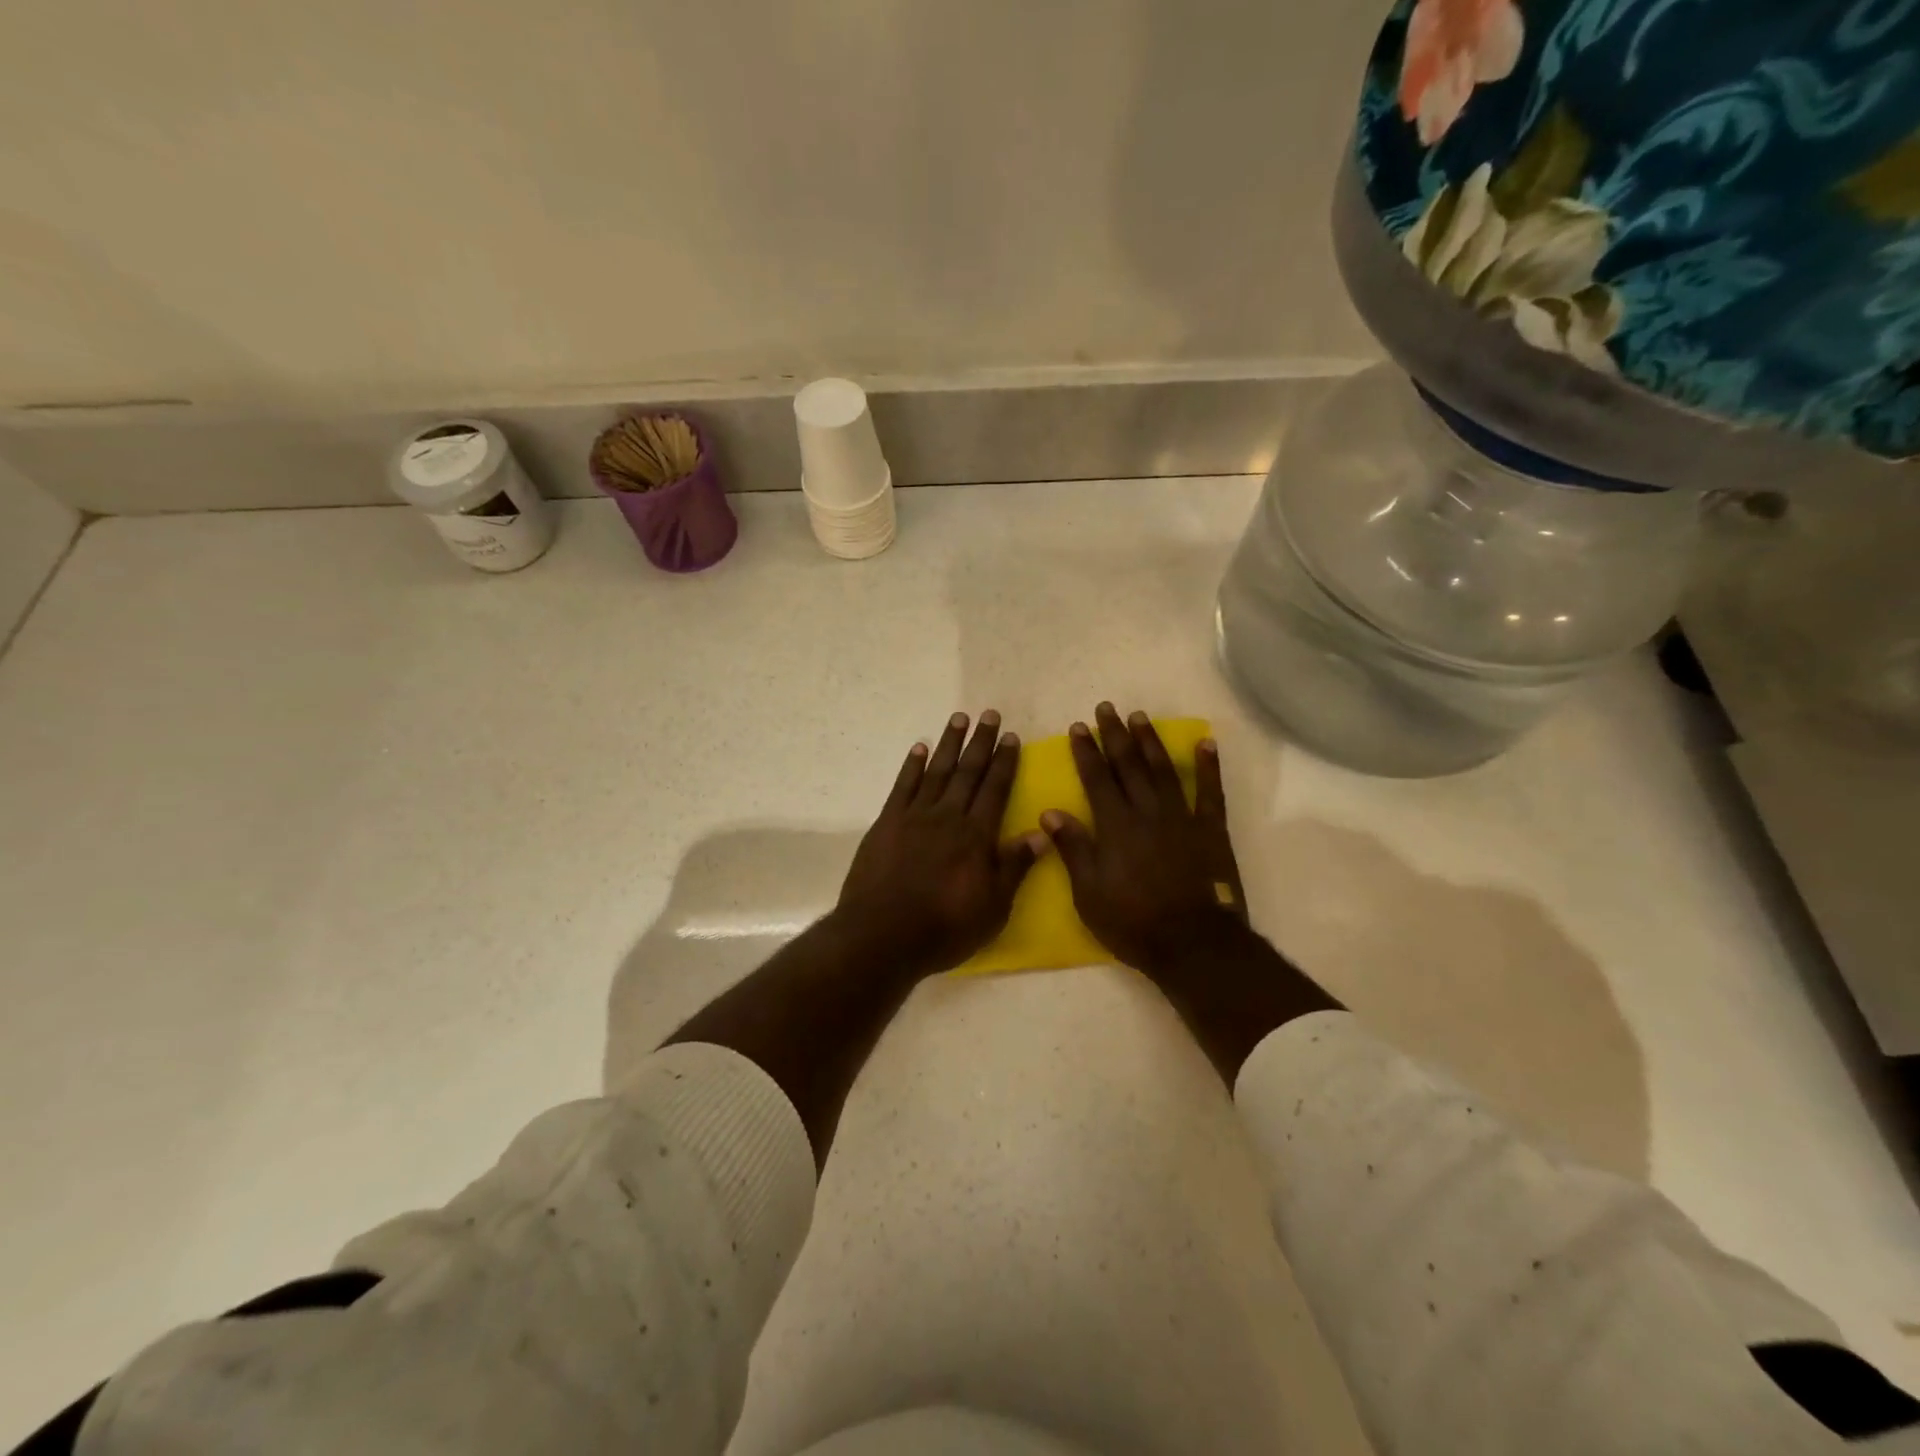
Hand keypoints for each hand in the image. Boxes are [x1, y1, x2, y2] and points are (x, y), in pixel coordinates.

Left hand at [833, 710, 1045, 977]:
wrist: (882, 935)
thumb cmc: (944, 927)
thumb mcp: (993, 907)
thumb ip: (1014, 866)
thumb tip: (1041, 831)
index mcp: (976, 835)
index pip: (995, 789)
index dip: (1004, 762)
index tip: (1010, 736)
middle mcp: (947, 817)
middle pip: (967, 772)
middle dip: (980, 743)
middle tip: (989, 714)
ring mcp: (914, 817)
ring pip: (936, 771)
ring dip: (949, 744)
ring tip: (959, 718)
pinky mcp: (886, 824)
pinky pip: (902, 786)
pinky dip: (912, 765)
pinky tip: (919, 748)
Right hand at [1042, 703, 1249, 978]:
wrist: (1192, 943)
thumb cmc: (1132, 921)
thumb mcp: (1088, 892)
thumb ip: (1072, 848)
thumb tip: (1050, 811)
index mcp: (1115, 826)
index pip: (1097, 778)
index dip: (1086, 751)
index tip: (1078, 727)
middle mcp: (1147, 812)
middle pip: (1129, 765)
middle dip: (1115, 735)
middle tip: (1106, 708)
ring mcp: (1181, 818)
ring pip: (1163, 770)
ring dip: (1150, 741)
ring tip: (1140, 717)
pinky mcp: (1210, 830)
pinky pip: (1210, 792)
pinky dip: (1208, 766)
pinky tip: (1205, 743)